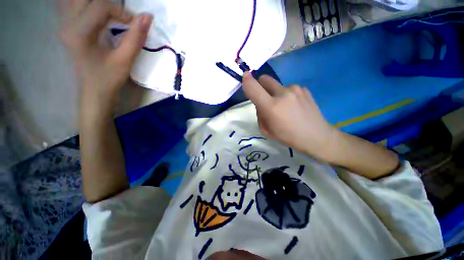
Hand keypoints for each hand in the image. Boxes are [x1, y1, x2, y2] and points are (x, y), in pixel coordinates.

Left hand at [59, 0, 151, 109]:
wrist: (93, 90)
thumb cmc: (108, 78)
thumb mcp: (125, 60)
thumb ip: (136, 38)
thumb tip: (147, 17)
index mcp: (78, 33)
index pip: (100, 5)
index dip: (122, 11)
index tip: (135, 24)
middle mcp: (67, 23)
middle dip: (109, 4)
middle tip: (122, 16)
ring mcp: (64, 23)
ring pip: (78, 0)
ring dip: (99, 4)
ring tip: (112, 16)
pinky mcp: (67, 25)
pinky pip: (74, 5)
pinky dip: (89, 6)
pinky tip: (99, 15)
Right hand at [242, 72, 338, 160]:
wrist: (316, 136)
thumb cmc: (288, 136)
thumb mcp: (266, 130)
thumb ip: (260, 114)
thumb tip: (260, 103)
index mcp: (271, 106)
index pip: (254, 87)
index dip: (247, 81)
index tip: (245, 77)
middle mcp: (283, 93)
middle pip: (265, 79)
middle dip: (260, 86)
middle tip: (265, 99)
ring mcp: (295, 89)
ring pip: (277, 86)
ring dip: (275, 93)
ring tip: (284, 107)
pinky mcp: (304, 89)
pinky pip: (288, 89)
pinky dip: (287, 96)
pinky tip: (294, 106)